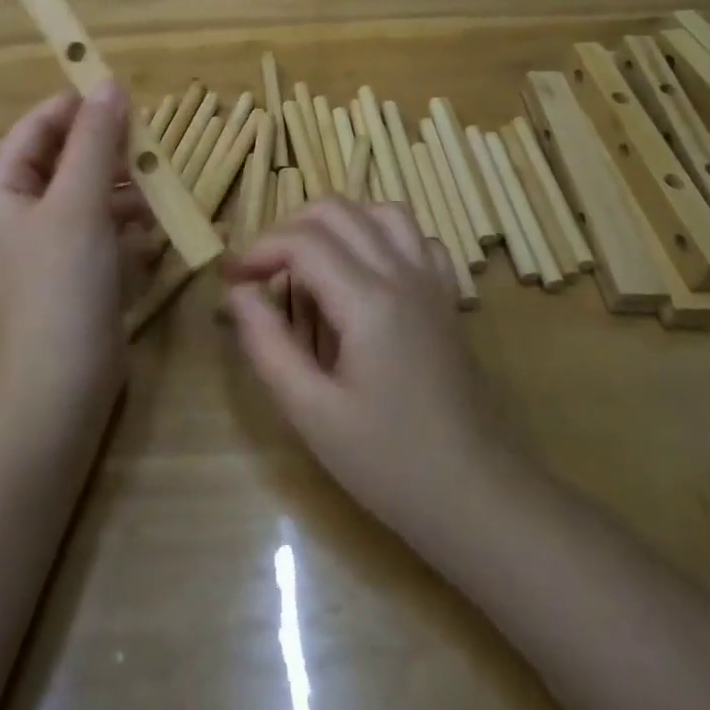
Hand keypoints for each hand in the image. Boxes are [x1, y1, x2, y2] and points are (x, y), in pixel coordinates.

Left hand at [0, 83, 152, 404]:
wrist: (64, 382)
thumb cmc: (62, 283)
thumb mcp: (79, 203)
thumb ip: (95, 142)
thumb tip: (110, 84)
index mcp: (6, 190)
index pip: (37, 128)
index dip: (75, 106)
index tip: (121, 93)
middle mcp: (25, 210)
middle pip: (68, 157)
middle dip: (108, 148)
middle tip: (149, 140)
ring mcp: (54, 241)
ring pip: (92, 190)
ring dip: (124, 184)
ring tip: (158, 183)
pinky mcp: (81, 268)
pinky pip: (106, 225)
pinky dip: (128, 219)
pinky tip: (153, 224)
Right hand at [223, 199, 511, 540]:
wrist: (478, 498)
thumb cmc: (389, 463)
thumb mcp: (311, 412)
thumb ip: (268, 343)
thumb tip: (237, 292)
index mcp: (368, 301)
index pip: (302, 241)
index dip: (259, 250)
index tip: (232, 278)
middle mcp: (403, 274)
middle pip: (338, 211)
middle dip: (288, 228)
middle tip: (262, 270)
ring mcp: (432, 281)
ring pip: (381, 211)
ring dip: (336, 222)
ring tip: (309, 259)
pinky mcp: (447, 297)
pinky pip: (416, 237)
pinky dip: (382, 235)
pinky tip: (365, 270)